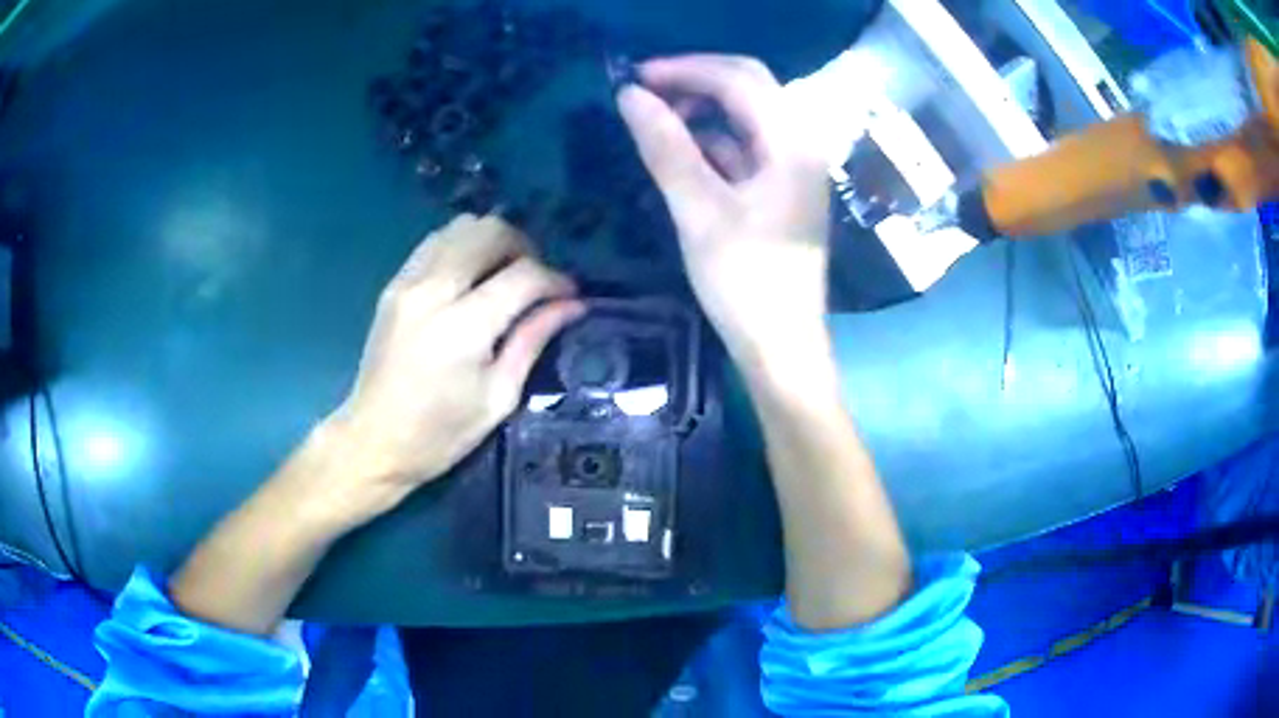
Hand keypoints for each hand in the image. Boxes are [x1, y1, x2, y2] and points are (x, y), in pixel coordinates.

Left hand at [307, 215, 583, 527]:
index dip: (555, 280)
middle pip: (491, 232)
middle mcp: (432, 291)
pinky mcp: (394, 284)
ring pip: (462, 226)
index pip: (523, 275)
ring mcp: (408, 281)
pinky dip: (463, 247)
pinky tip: (471, 278)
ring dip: (492, 243)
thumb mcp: (498, 397)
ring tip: (503, 276)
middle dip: (525, 249)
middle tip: (535, 283)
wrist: (374, 440)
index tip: (569, 296)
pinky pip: (436, 240)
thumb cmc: (441, 434)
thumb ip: (533, 340)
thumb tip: (572, 304)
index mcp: (463, 328)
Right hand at [617, 55, 831, 361]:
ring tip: (655, 122)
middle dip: (695, 83)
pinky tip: (680, 153)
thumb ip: (666, 147)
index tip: (635, 78)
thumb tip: (630, 96)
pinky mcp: (780, 191)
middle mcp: (800, 145)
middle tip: (643, 94)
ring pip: (744, 118)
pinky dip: (711, 142)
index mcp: (791, 143)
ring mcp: (792, 168)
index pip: (739, 79)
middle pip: (748, 89)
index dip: (686, 69)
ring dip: (701, 111)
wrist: (781, 347)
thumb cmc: (745, 283)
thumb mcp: (699, 211)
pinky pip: (744, 148)